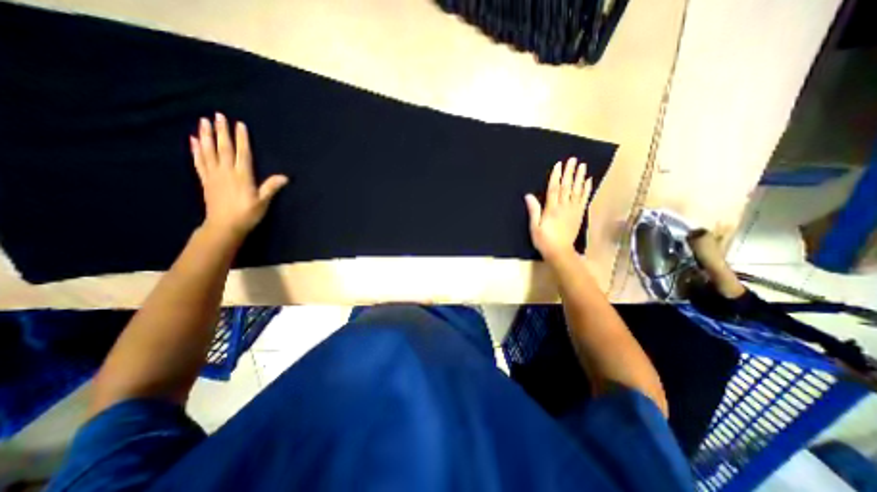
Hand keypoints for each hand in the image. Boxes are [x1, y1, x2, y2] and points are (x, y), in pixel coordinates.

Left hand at [190, 112, 287, 242]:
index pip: (242, 153)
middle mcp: (226, 172)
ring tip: (203, 121)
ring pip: (208, 151)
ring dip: (206, 135)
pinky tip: (194, 140)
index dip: (241, 139)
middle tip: (218, 115)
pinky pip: (199, 162)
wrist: (224, 226)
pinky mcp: (205, 181)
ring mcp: (213, 175)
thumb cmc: (247, 214)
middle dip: (221, 131)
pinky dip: (196, 150)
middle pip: (223, 148)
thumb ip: (271, 187)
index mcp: (242, 176)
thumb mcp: (263, 202)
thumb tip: (285, 177)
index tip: (239, 124)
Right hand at [524, 158, 591, 264]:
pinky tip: (589, 181)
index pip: (554, 189)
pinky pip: (584, 199)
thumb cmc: (544, 240)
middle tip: (573, 159)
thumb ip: (534, 210)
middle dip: (569, 172)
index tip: (559, 164)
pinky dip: (587, 189)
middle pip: (567, 187)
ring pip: (577, 191)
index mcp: (552, 209)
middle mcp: (564, 207)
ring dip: (580, 177)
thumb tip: (528, 195)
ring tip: (582, 165)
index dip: (556, 176)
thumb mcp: (534, 227)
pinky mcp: (579, 215)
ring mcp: (573, 210)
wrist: (560, 252)